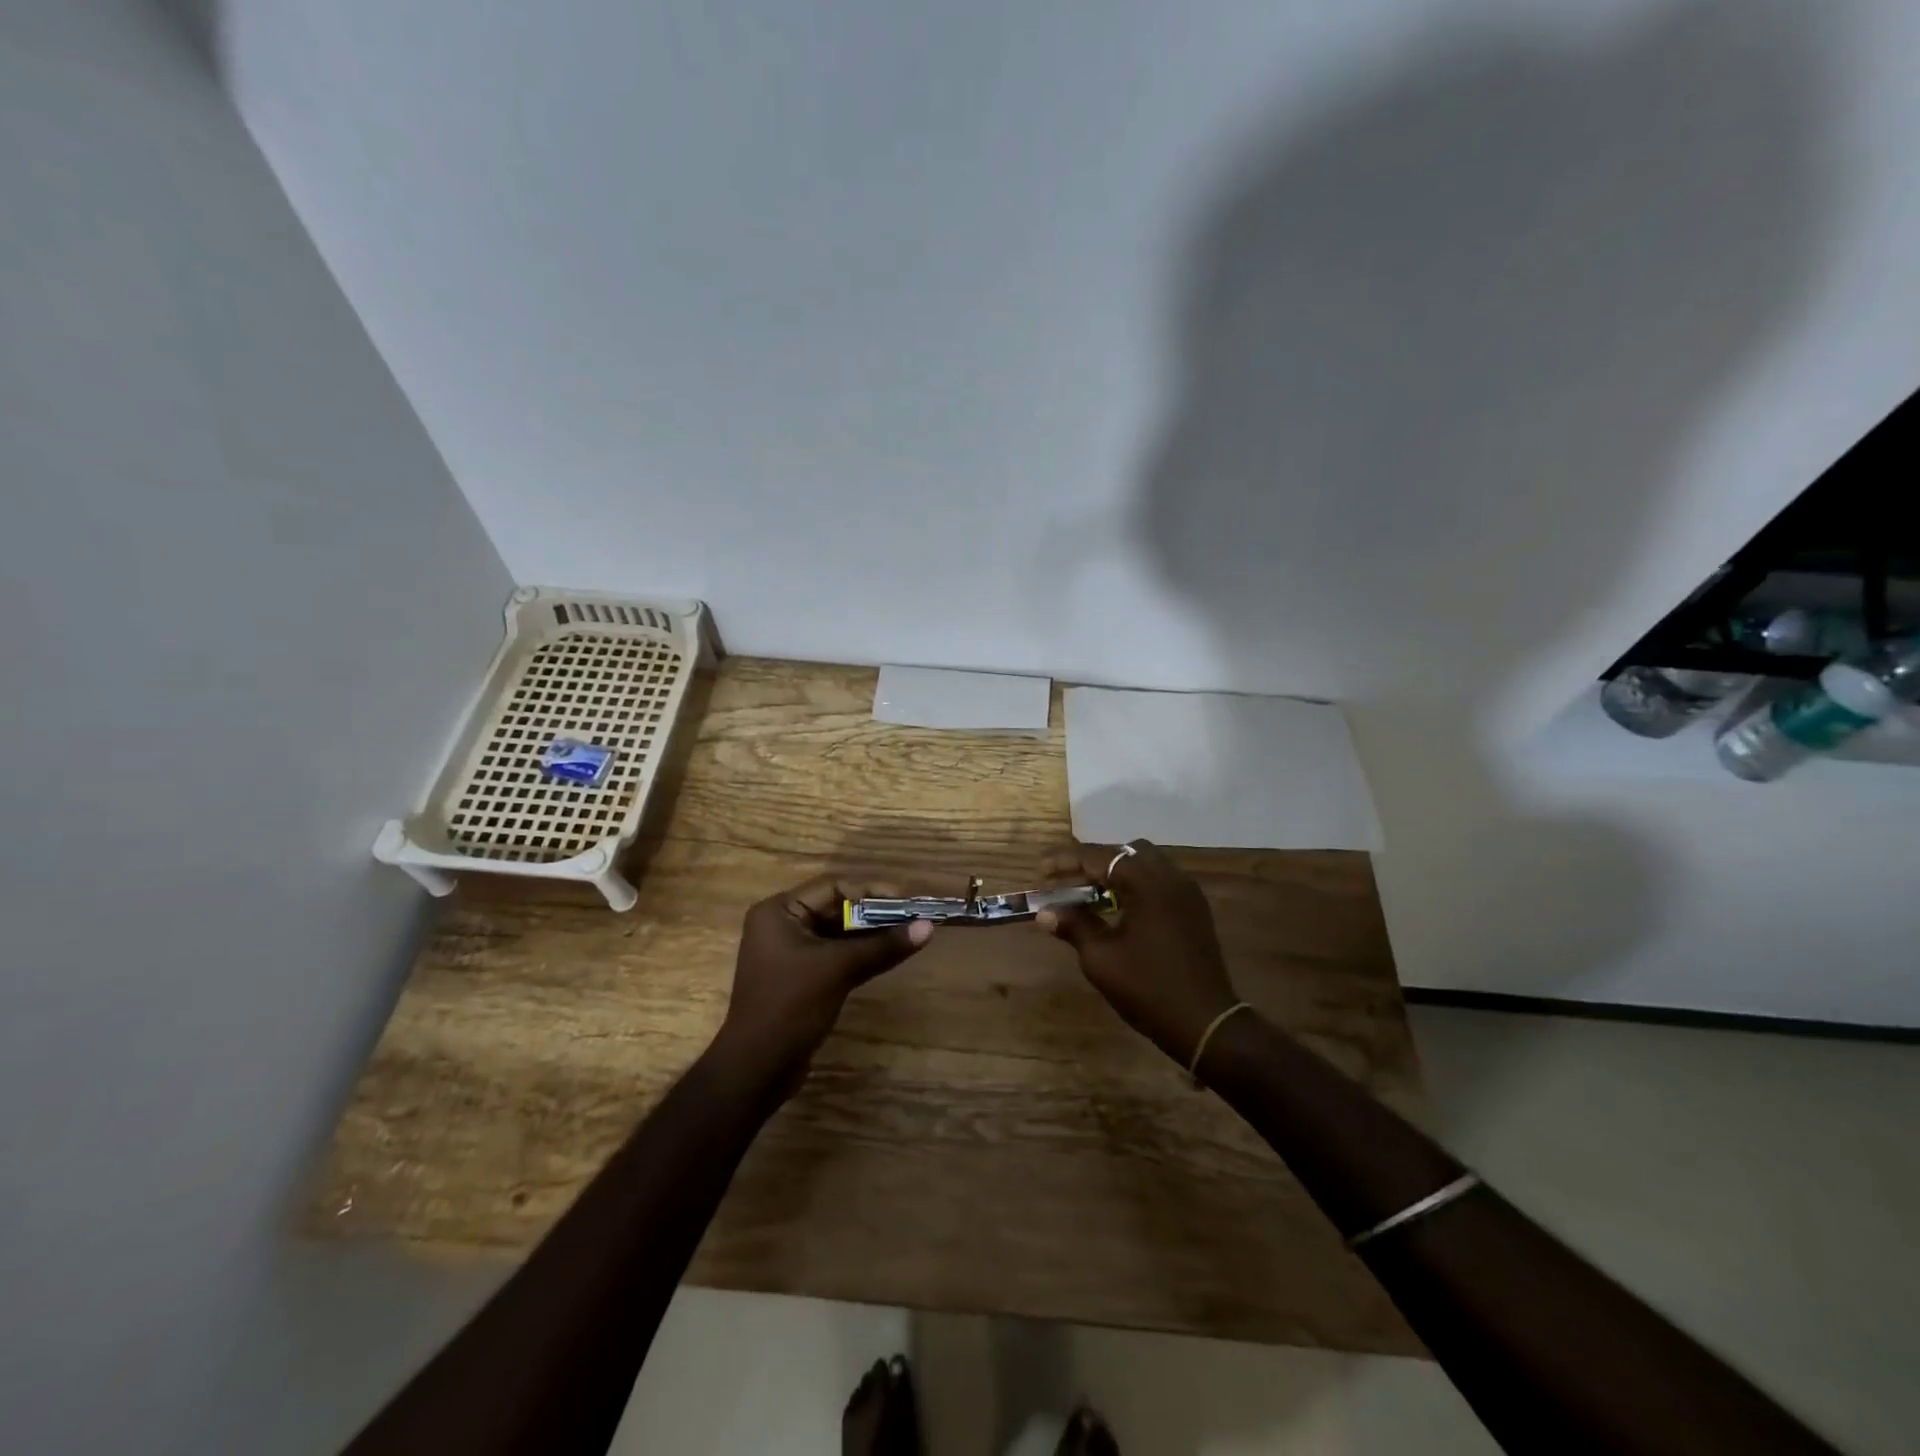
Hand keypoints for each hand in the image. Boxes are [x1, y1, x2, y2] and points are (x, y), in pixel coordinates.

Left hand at [716, 876, 932, 1085]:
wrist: (757, 1068)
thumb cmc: (791, 1006)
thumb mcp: (839, 969)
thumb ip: (883, 945)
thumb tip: (928, 926)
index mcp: (779, 912)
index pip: (833, 887)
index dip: (872, 891)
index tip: (907, 899)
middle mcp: (782, 925)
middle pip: (837, 908)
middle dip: (875, 913)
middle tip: (914, 917)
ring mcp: (791, 953)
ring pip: (840, 934)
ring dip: (872, 935)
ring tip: (910, 933)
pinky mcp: (802, 978)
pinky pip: (837, 956)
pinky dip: (862, 954)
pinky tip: (892, 954)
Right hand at [1037, 841, 1239, 1065]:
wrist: (1206, 1024)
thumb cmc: (1148, 988)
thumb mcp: (1101, 958)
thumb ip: (1074, 926)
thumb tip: (1045, 912)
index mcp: (1148, 883)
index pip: (1100, 857)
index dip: (1066, 861)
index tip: (1040, 870)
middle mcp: (1171, 877)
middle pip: (1126, 852)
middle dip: (1093, 862)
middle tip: (1067, 881)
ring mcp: (1188, 893)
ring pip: (1146, 864)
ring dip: (1116, 872)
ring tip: (1090, 894)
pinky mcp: (1195, 910)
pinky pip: (1160, 882)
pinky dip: (1136, 885)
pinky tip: (1119, 909)